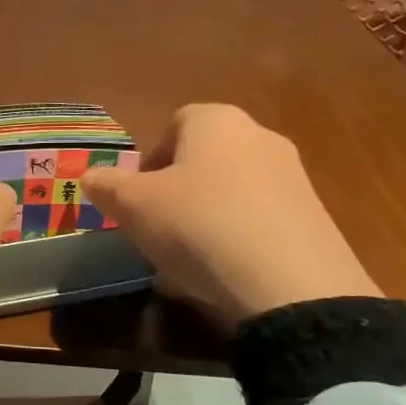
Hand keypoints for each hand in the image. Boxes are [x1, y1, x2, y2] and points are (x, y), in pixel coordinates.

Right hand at [81, 103, 379, 332]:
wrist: (289, 284)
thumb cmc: (197, 225)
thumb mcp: (133, 206)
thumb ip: (107, 186)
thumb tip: (90, 176)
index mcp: (217, 121)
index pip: (175, 123)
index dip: (149, 159)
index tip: (136, 197)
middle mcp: (260, 137)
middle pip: (205, 160)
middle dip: (177, 192)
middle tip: (156, 228)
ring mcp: (294, 178)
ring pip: (231, 194)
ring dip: (204, 219)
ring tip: (185, 261)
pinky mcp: (314, 220)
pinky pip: (258, 224)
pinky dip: (236, 242)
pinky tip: (221, 277)